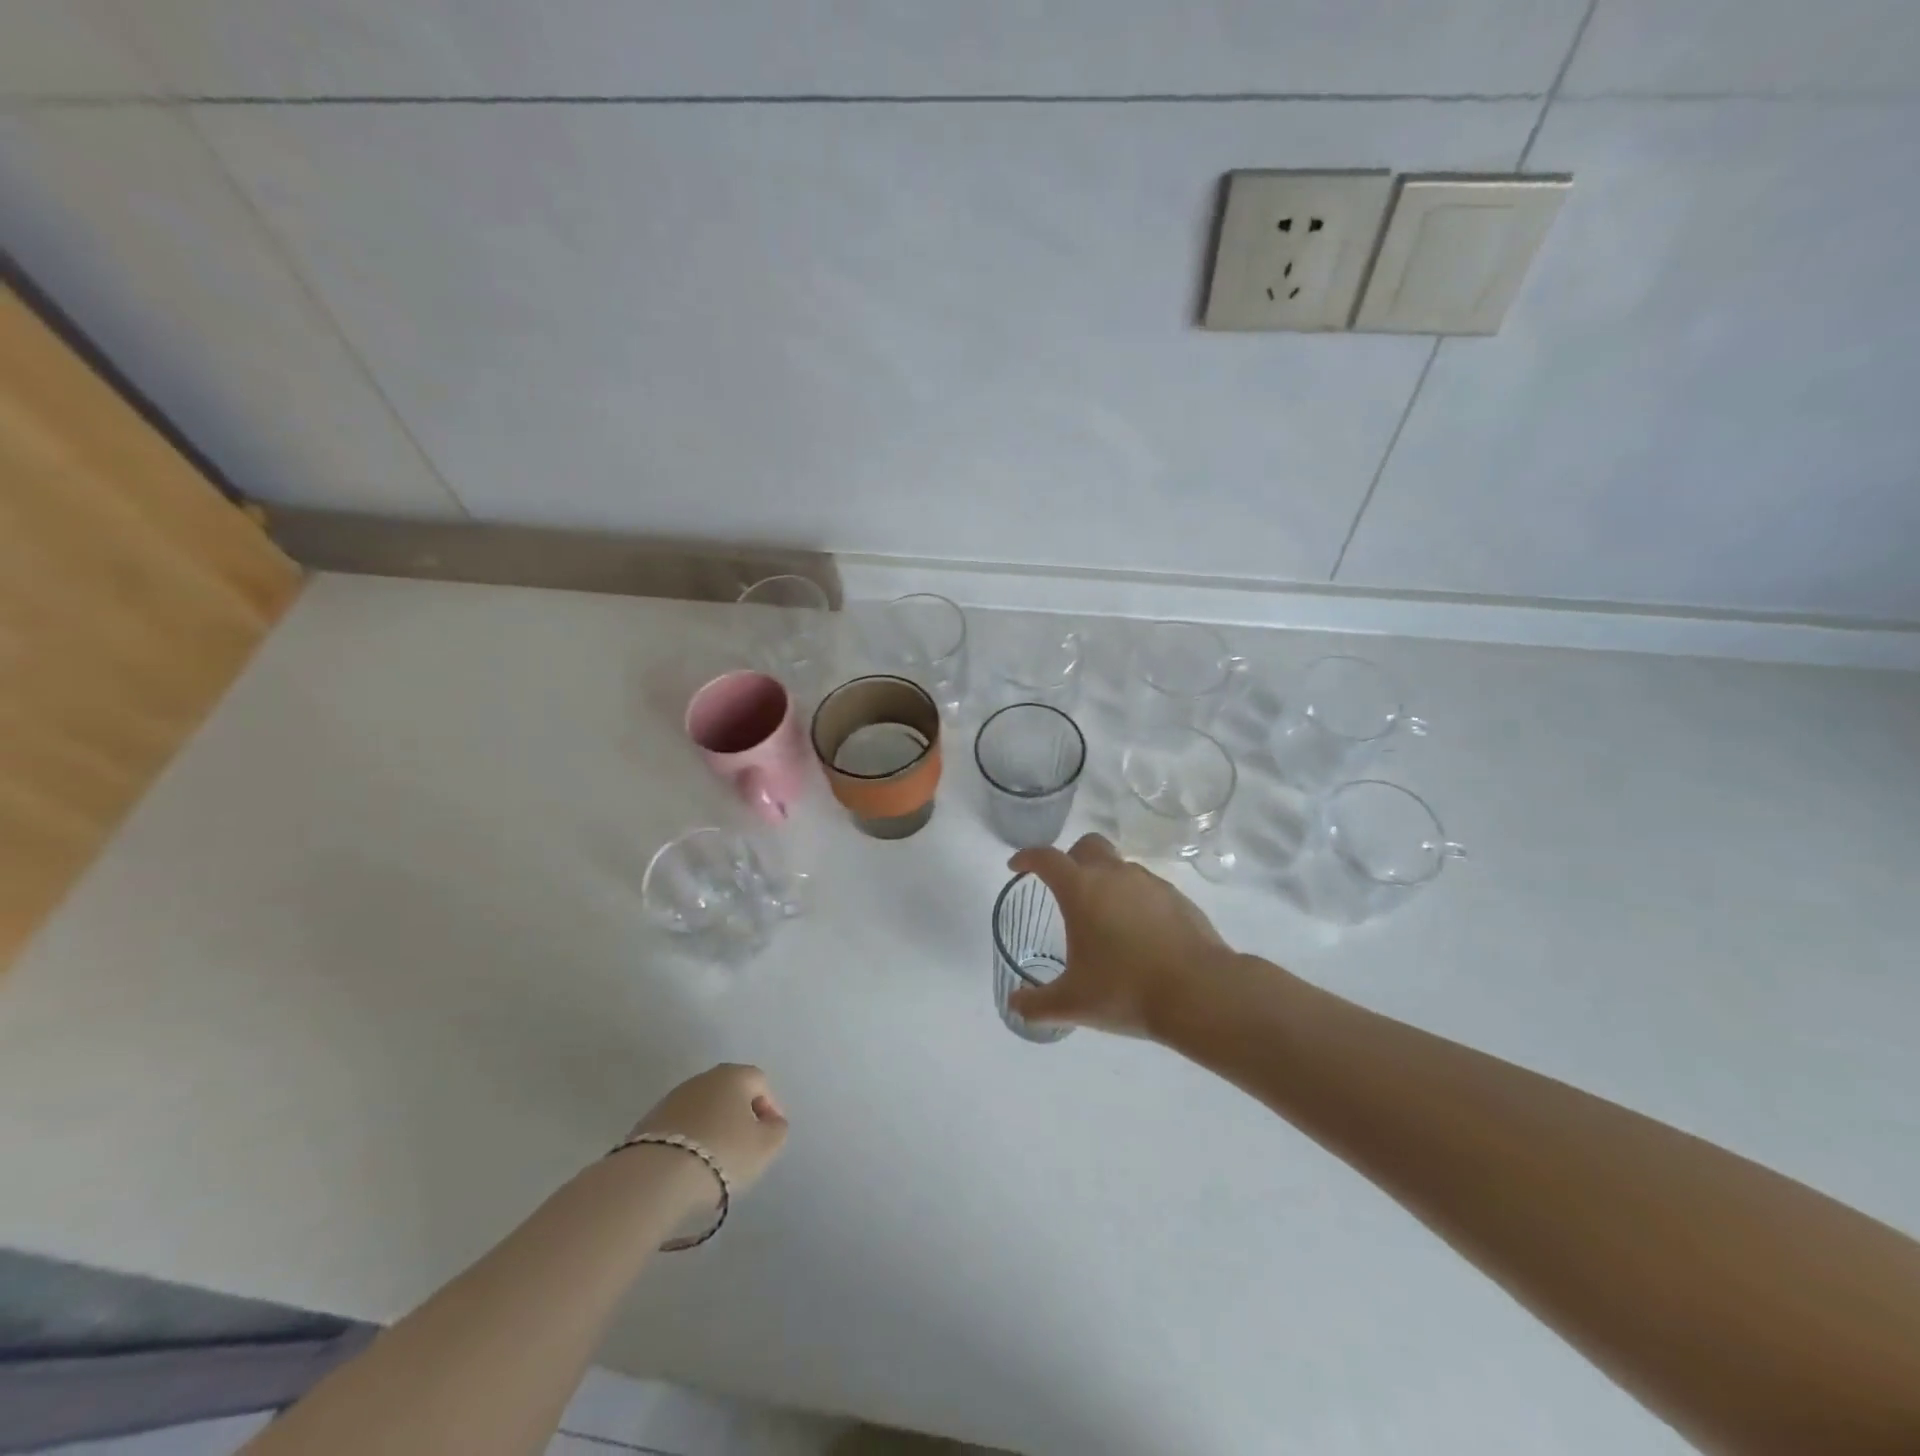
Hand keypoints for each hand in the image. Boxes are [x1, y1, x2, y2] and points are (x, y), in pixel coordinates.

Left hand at [630, 1063, 788, 1194]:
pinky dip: (689, 1141)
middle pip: (729, 1093)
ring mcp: (672, 1098)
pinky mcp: (647, 1122)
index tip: (768, 1137)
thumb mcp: (765, 1146)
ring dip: (712, 1128)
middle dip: (739, 1117)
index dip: (769, 1108)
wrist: (655, 1177)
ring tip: (714, 1162)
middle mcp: (703, 1078)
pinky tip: (688, 1167)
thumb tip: (771, 1122)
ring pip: (703, 1110)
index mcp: (734, 1075)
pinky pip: (679, 1127)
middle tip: (743, 1148)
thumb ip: (777, 1130)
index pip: (760, 1082)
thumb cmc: (722, 1154)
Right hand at [1007, 833, 1234, 1038]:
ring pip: (1119, 866)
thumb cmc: (1125, 990)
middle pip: (1087, 845)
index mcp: (1081, 889)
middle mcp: (1114, 875)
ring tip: (1103, 917)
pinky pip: (1146, 887)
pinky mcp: (1177, 898)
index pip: (1046, 858)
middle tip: (1064, 887)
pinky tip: (1137, 933)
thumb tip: (1014, 1005)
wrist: (1200, 992)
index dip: (1027, 858)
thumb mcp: (1073, 1004)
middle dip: (1070, 858)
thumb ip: (1036, 1005)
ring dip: (1105, 880)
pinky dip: (1134, 899)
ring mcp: (1150, 883)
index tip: (1016, 866)